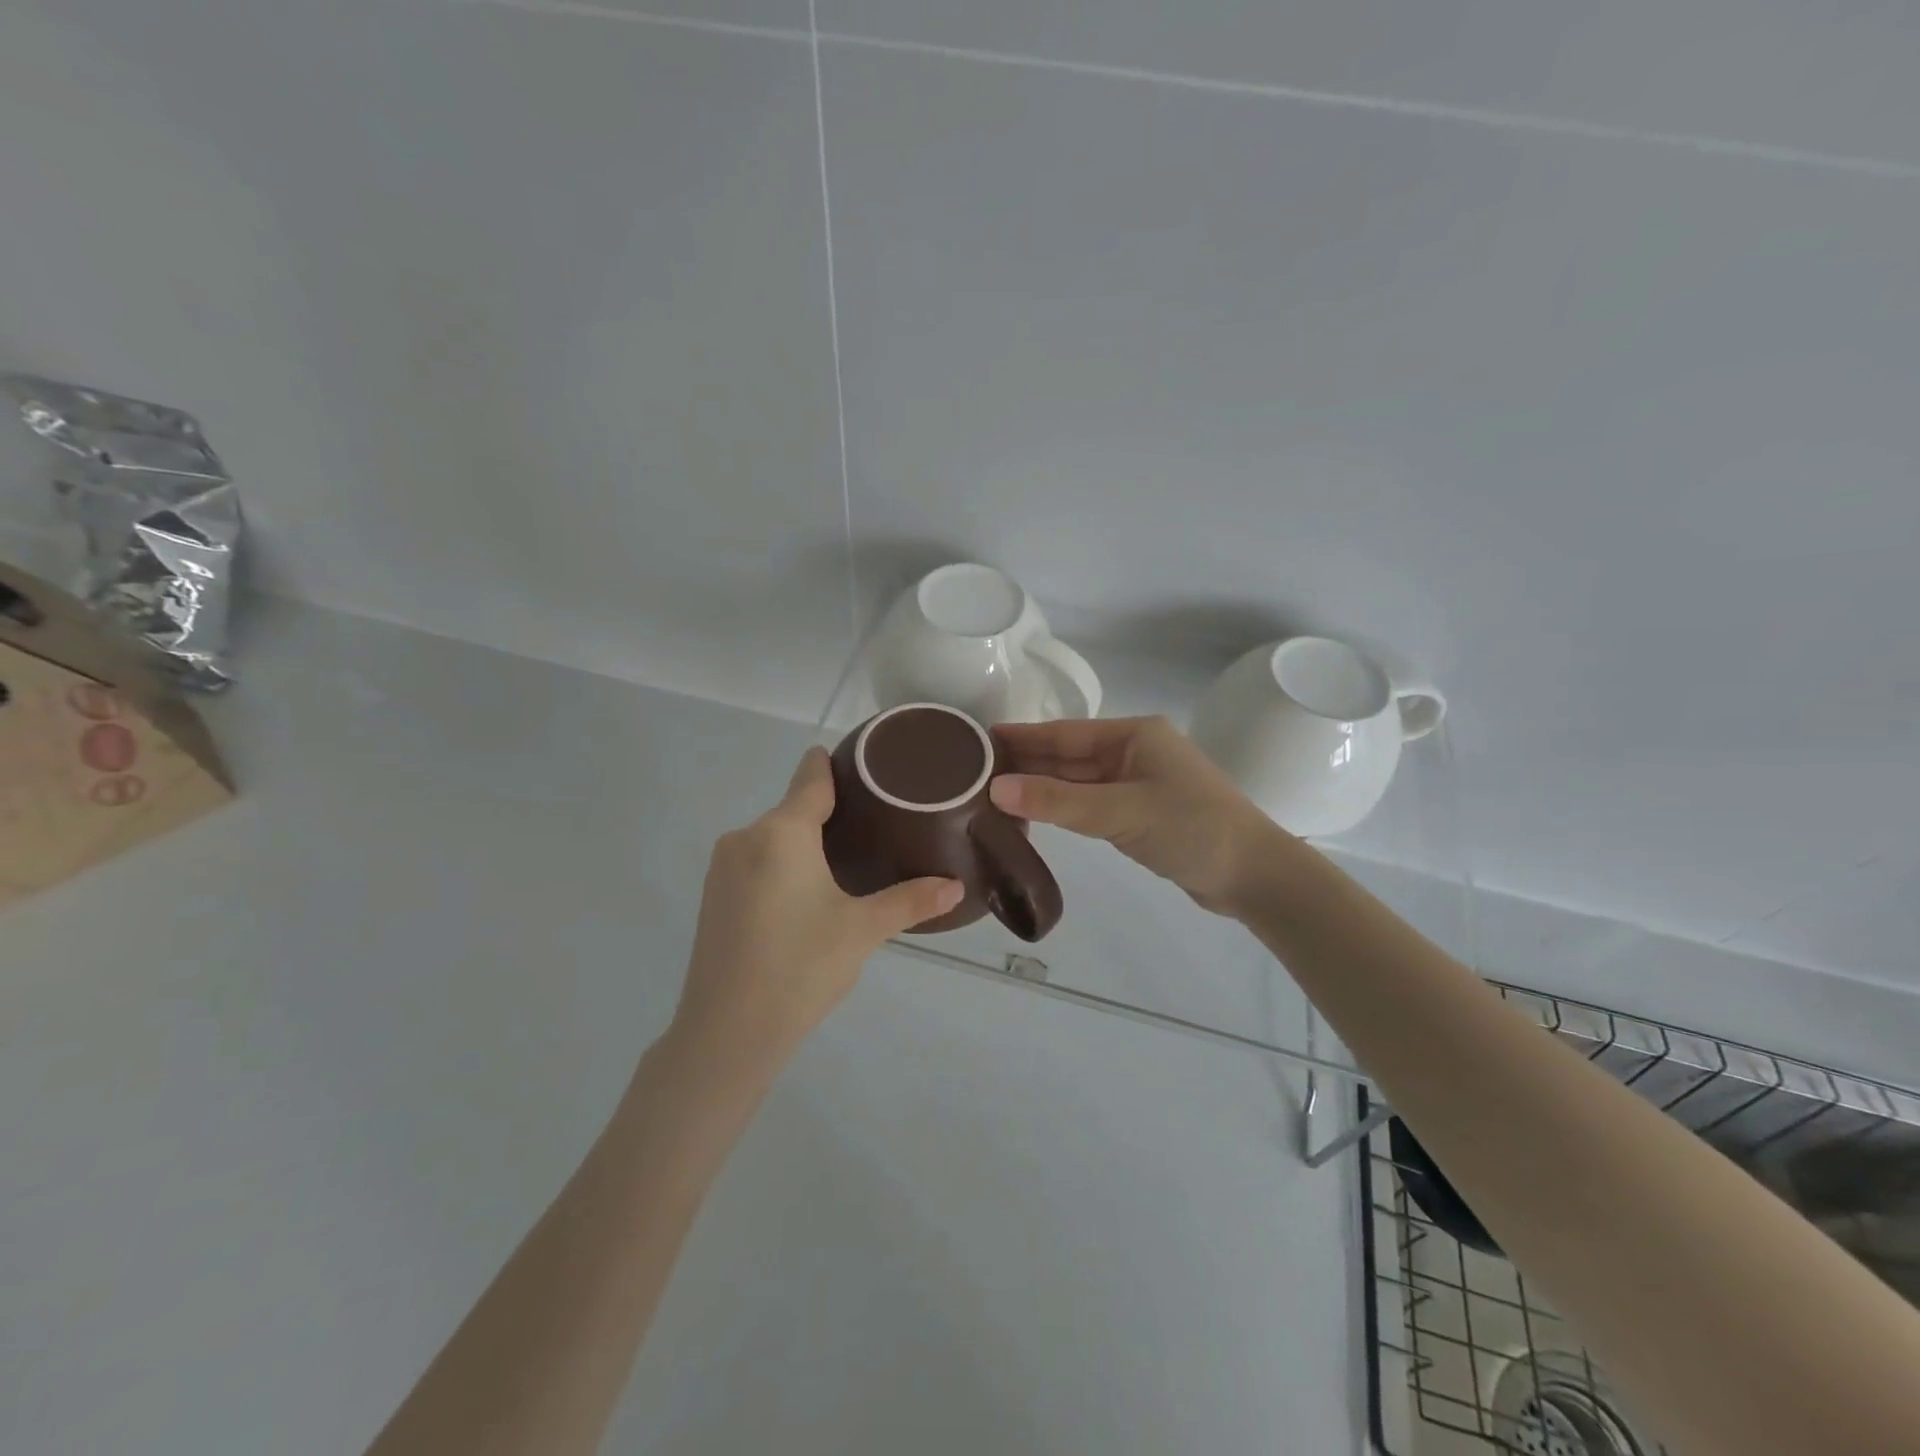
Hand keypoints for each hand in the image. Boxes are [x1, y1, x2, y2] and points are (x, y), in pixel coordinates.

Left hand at [669, 747, 963, 1080]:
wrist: (726, 1034)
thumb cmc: (800, 968)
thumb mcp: (862, 930)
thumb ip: (910, 900)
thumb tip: (956, 886)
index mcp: (781, 833)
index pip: (810, 778)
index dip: (834, 764)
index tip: (862, 760)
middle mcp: (745, 837)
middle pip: (794, 809)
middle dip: (829, 814)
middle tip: (875, 825)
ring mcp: (722, 868)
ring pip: (774, 838)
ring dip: (805, 843)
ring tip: (848, 861)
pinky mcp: (713, 897)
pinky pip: (756, 862)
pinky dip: (783, 865)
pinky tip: (807, 895)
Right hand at [990, 716, 1281, 914]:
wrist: (1253, 875)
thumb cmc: (1191, 828)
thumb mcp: (1120, 811)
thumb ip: (1058, 802)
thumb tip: (996, 789)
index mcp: (1134, 735)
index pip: (1065, 733)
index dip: (1022, 737)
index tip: (979, 739)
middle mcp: (1134, 752)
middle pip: (1069, 755)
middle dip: (1026, 762)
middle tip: (974, 771)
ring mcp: (1139, 784)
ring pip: (1078, 782)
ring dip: (1042, 788)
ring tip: (993, 793)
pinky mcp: (1141, 814)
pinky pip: (1091, 805)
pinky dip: (1063, 808)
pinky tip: (1035, 814)